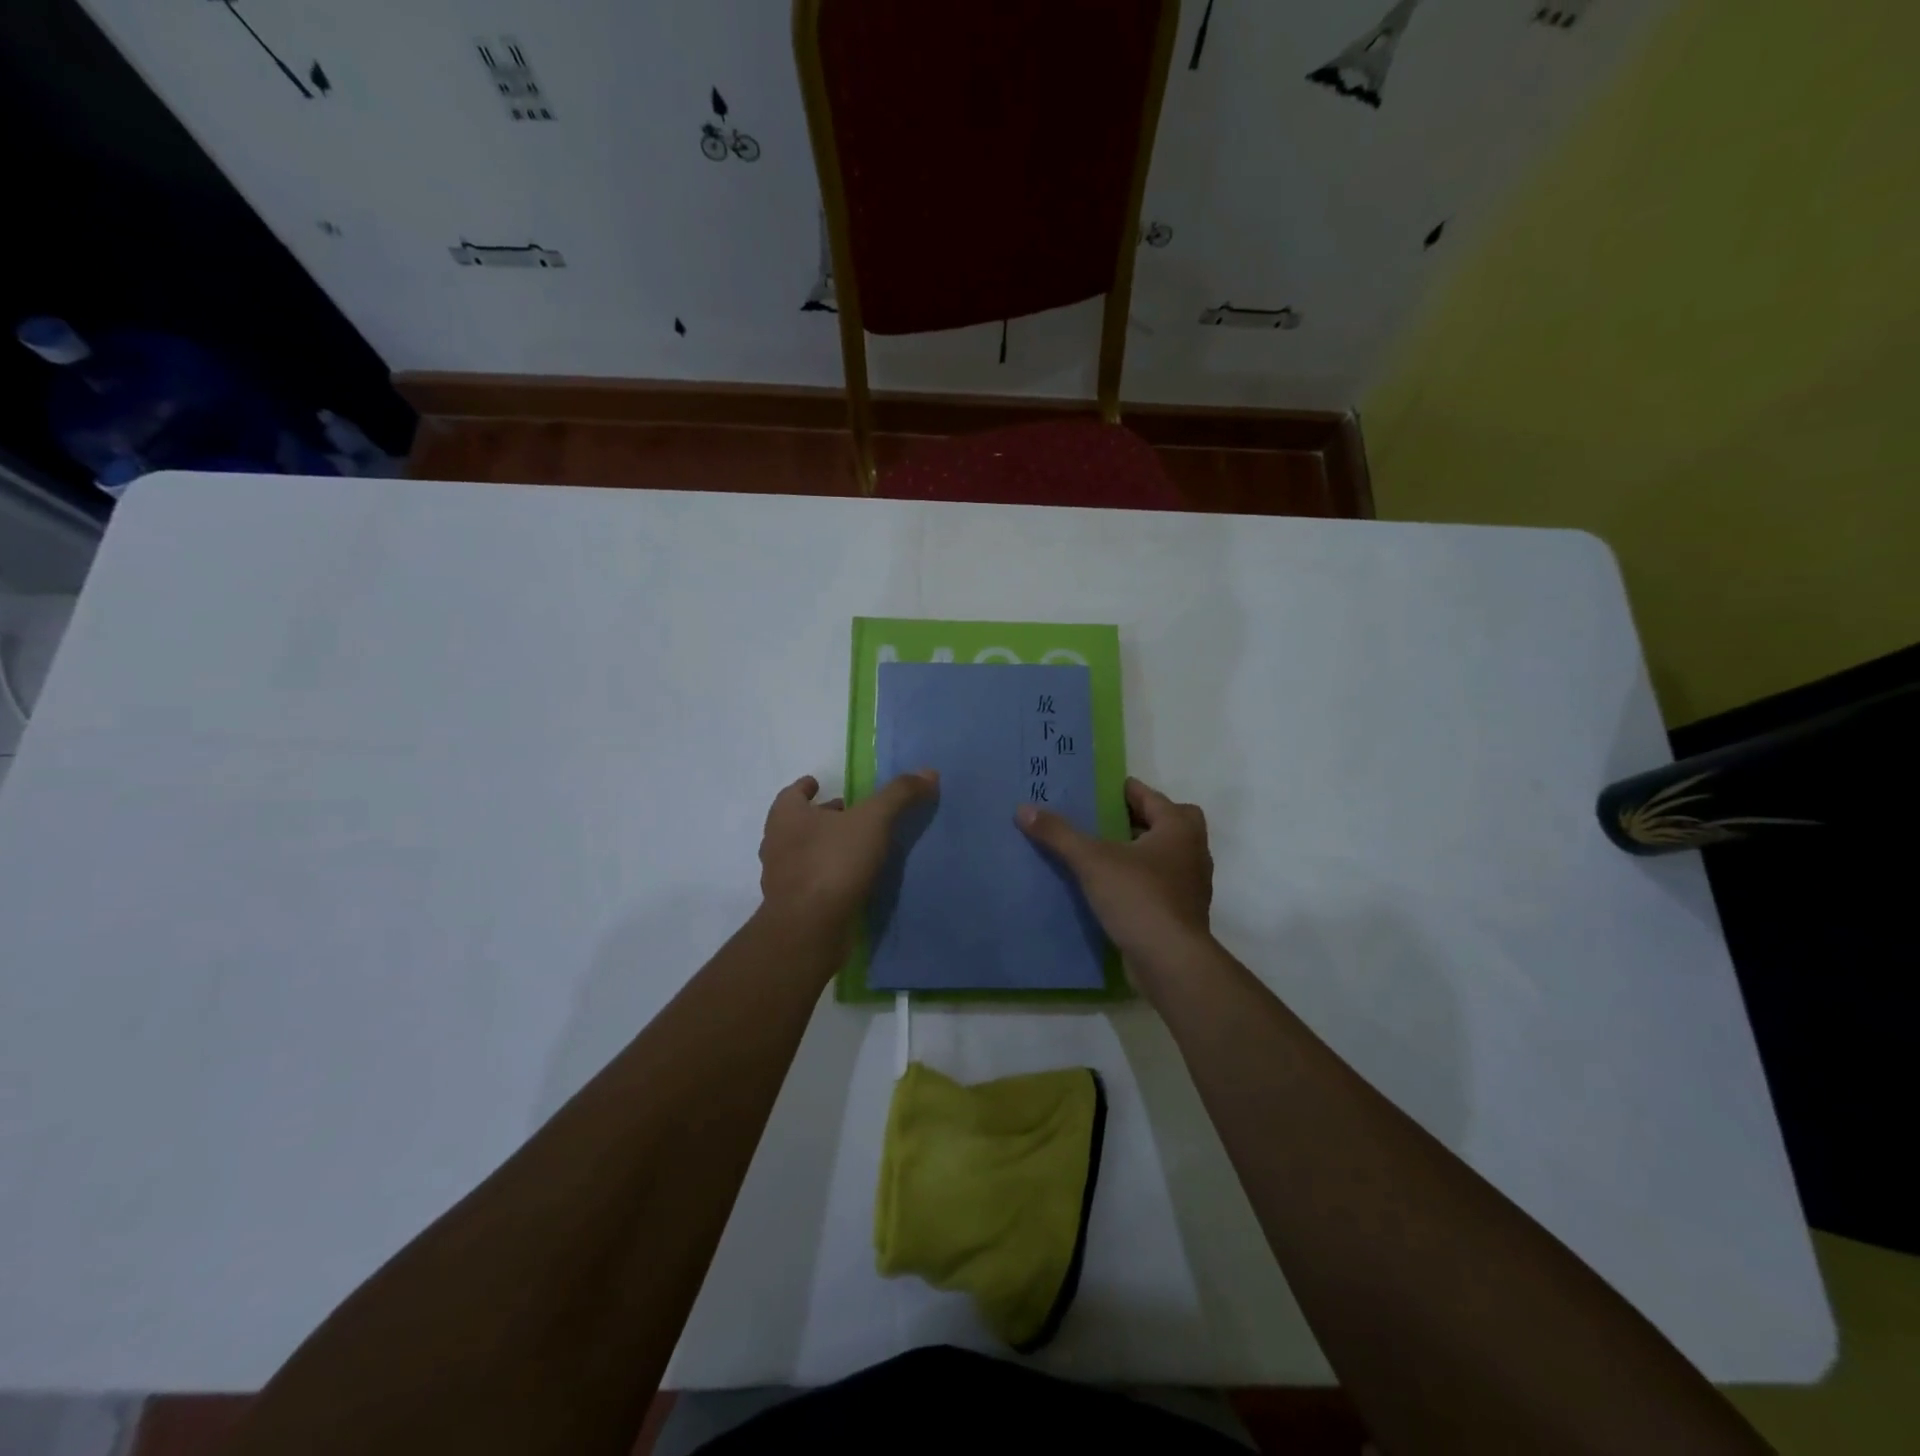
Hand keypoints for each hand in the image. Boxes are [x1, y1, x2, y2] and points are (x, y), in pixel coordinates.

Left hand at [759, 771, 938, 938]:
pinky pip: (811, 882)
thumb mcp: (873, 820)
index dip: (806, 787)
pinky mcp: (792, 907)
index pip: (792, 793)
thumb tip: (928, 771)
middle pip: (797, 823)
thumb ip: (899, 794)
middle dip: (820, 817)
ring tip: (854, 847)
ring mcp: (781, 878)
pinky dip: (826, 876)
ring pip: (802, 853)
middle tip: (847, 814)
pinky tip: (850, 881)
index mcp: (786, 816)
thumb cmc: (833, 862)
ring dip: (823, 848)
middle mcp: (776, 843)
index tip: (818, 784)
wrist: (808, 929)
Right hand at [1017, 776, 1212, 968]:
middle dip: (1142, 819)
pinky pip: (1161, 884)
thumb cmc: (1138, 897)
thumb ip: (1059, 834)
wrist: (1170, 962)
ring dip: (1141, 851)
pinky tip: (1112, 888)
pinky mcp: (1182, 913)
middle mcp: (1192, 852)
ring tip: (1104, 853)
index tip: (1098, 790)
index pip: (1152, 797)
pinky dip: (1141, 880)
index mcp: (1178, 829)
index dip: (1125, 791)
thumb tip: (1023, 808)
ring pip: (1167, 855)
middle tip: (1108, 822)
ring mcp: (1191, 885)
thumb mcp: (1092, 860)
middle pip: (1170, 822)